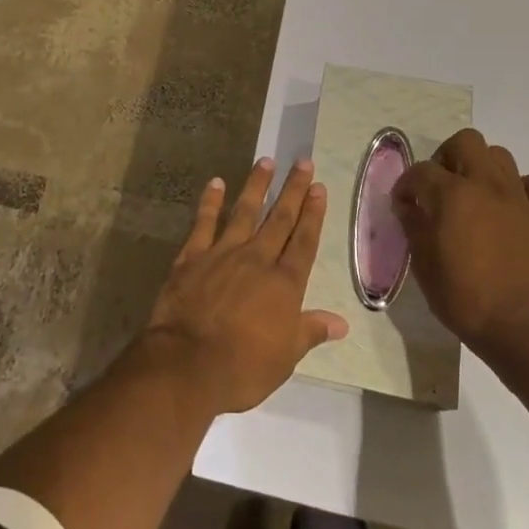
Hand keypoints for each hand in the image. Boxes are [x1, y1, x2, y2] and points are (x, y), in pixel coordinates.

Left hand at [142, 158, 349, 414]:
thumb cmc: (243, 367)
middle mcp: (257, 259)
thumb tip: (341, 322)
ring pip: (244, 211)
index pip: (304, 241)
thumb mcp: (285, 357)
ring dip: (256, 185)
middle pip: (280, 219)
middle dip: (293, 190)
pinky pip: (204, 222)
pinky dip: (210, 202)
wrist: (187, 364)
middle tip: (303, 162)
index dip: (313, 214)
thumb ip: (310, 331)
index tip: (319, 188)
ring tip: (265, 161)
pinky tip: (215, 183)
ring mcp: (223, 253)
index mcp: (284, 284)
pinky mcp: (193, 256)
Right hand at [393, 128, 528, 359]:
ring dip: (482, 167)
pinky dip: (526, 188)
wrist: (519, 329)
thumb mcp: (423, 264)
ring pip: (500, 155)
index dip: (406, 185)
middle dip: (446, 158)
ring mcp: (518, 198)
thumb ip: (413, 225)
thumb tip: (408, 205)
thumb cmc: (463, 298)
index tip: (403, 205)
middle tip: (439, 186)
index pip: (420, 171)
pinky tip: (513, 206)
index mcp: (451, 194)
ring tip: (473, 193)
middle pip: (465, 142)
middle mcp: (485, 184)